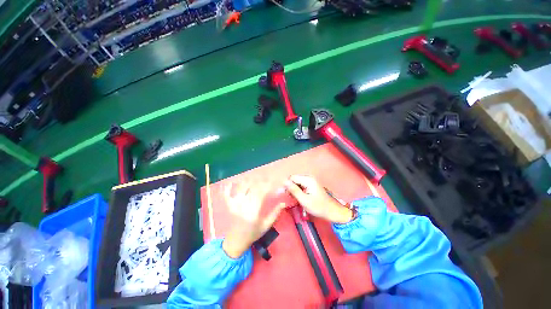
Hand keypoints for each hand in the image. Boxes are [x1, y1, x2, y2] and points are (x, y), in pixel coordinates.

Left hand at [222, 181, 284, 258]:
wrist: (236, 242)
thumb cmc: (253, 233)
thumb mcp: (266, 225)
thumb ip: (275, 213)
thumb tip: (283, 203)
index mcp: (254, 210)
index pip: (262, 193)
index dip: (268, 186)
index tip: (273, 182)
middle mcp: (244, 204)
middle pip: (252, 187)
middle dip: (260, 181)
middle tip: (266, 178)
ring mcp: (235, 204)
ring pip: (241, 188)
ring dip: (248, 181)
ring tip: (254, 178)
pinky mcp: (229, 205)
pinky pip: (227, 195)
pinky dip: (227, 189)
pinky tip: (230, 183)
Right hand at [284, 175, 352, 223]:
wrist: (332, 211)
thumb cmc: (318, 207)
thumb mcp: (304, 200)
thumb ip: (293, 190)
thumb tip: (284, 181)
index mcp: (308, 179)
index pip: (292, 178)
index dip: (287, 185)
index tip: (287, 195)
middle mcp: (309, 177)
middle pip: (294, 179)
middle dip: (291, 187)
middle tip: (292, 198)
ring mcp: (310, 180)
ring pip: (297, 182)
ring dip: (294, 190)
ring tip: (296, 198)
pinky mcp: (311, 184)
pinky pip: (301, 184)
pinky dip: (298, 190)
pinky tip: (300, 197)